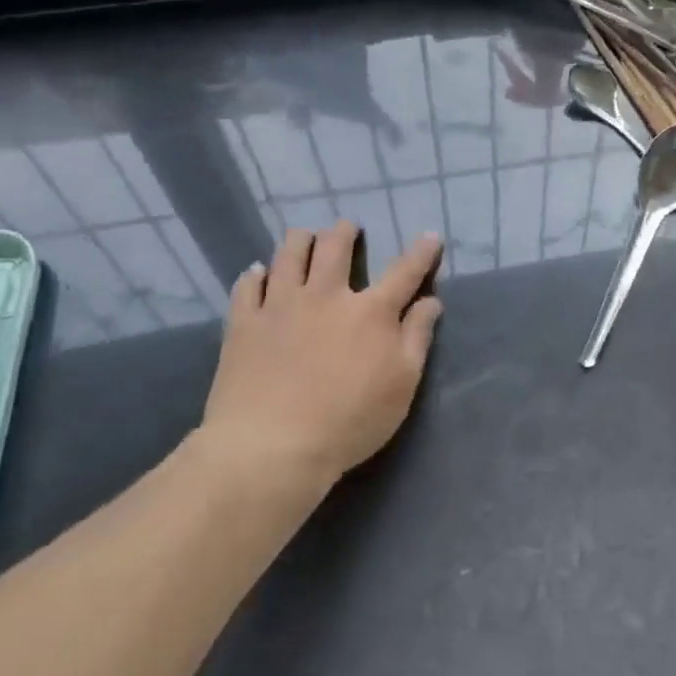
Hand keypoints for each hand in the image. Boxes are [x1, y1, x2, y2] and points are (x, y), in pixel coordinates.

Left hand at [197, 222, 443, 495]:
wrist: (271, 447)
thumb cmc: (349, 421)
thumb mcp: (402, 385)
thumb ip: (417, 337)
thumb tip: (431, 301)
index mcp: (371, 312)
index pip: (404, 272)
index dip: (421, 252)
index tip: (431, 236)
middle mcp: (326, 296)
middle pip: (335, 248)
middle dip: (344, 232)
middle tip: (347, 228)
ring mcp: (280, 306)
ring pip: (288, 255)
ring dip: (300, 240)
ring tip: (303, 236)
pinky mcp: (244, 324)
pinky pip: (247, 286)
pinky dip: (254, 275)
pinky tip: (256, 274)